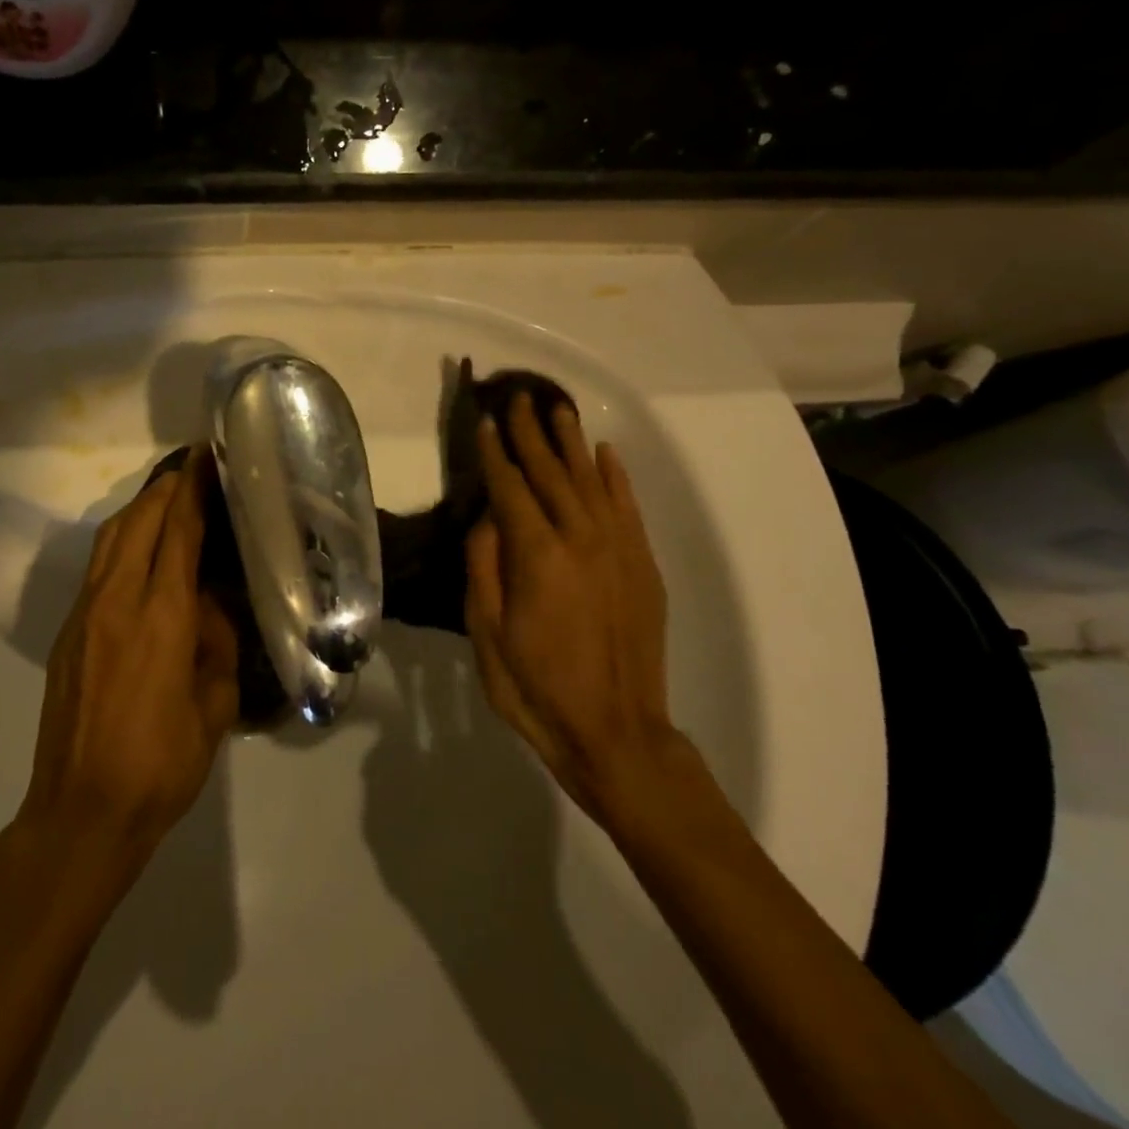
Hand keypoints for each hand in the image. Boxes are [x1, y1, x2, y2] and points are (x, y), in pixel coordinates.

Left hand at [19, 448, 239, 858]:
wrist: (81, 811)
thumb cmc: (161, 765)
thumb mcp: (213, 706)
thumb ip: (216, 642)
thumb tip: (211, 603)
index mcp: (159, 616)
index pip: (178, 531)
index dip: (192, 489)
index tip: (206, 457)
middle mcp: (116, 601)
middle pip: (138, 521)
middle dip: (166, 488)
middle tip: (194, 470)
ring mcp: (84, 615)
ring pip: (110, 539)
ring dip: (139, 510)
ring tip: (168, 499)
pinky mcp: (68, 632)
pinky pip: (97, 567)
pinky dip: (122, 542)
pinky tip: (140, 552)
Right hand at [464, 394, 682, 826]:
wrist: (614, 732)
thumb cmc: (535, 687)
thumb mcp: (486, 632)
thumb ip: (484, 566)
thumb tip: (487, 517)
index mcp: (537, 556)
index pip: (510, 488)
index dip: (494, 453)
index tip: (484, 420)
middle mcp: (581, 539)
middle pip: (551, 473)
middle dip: (531, 433)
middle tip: (519, 397)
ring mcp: (618, 549)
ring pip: (591, 481)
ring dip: (572, 442)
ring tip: (559, 409)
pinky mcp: (643, 565)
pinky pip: (628, 507)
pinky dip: (616, 476)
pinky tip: (605, 453)